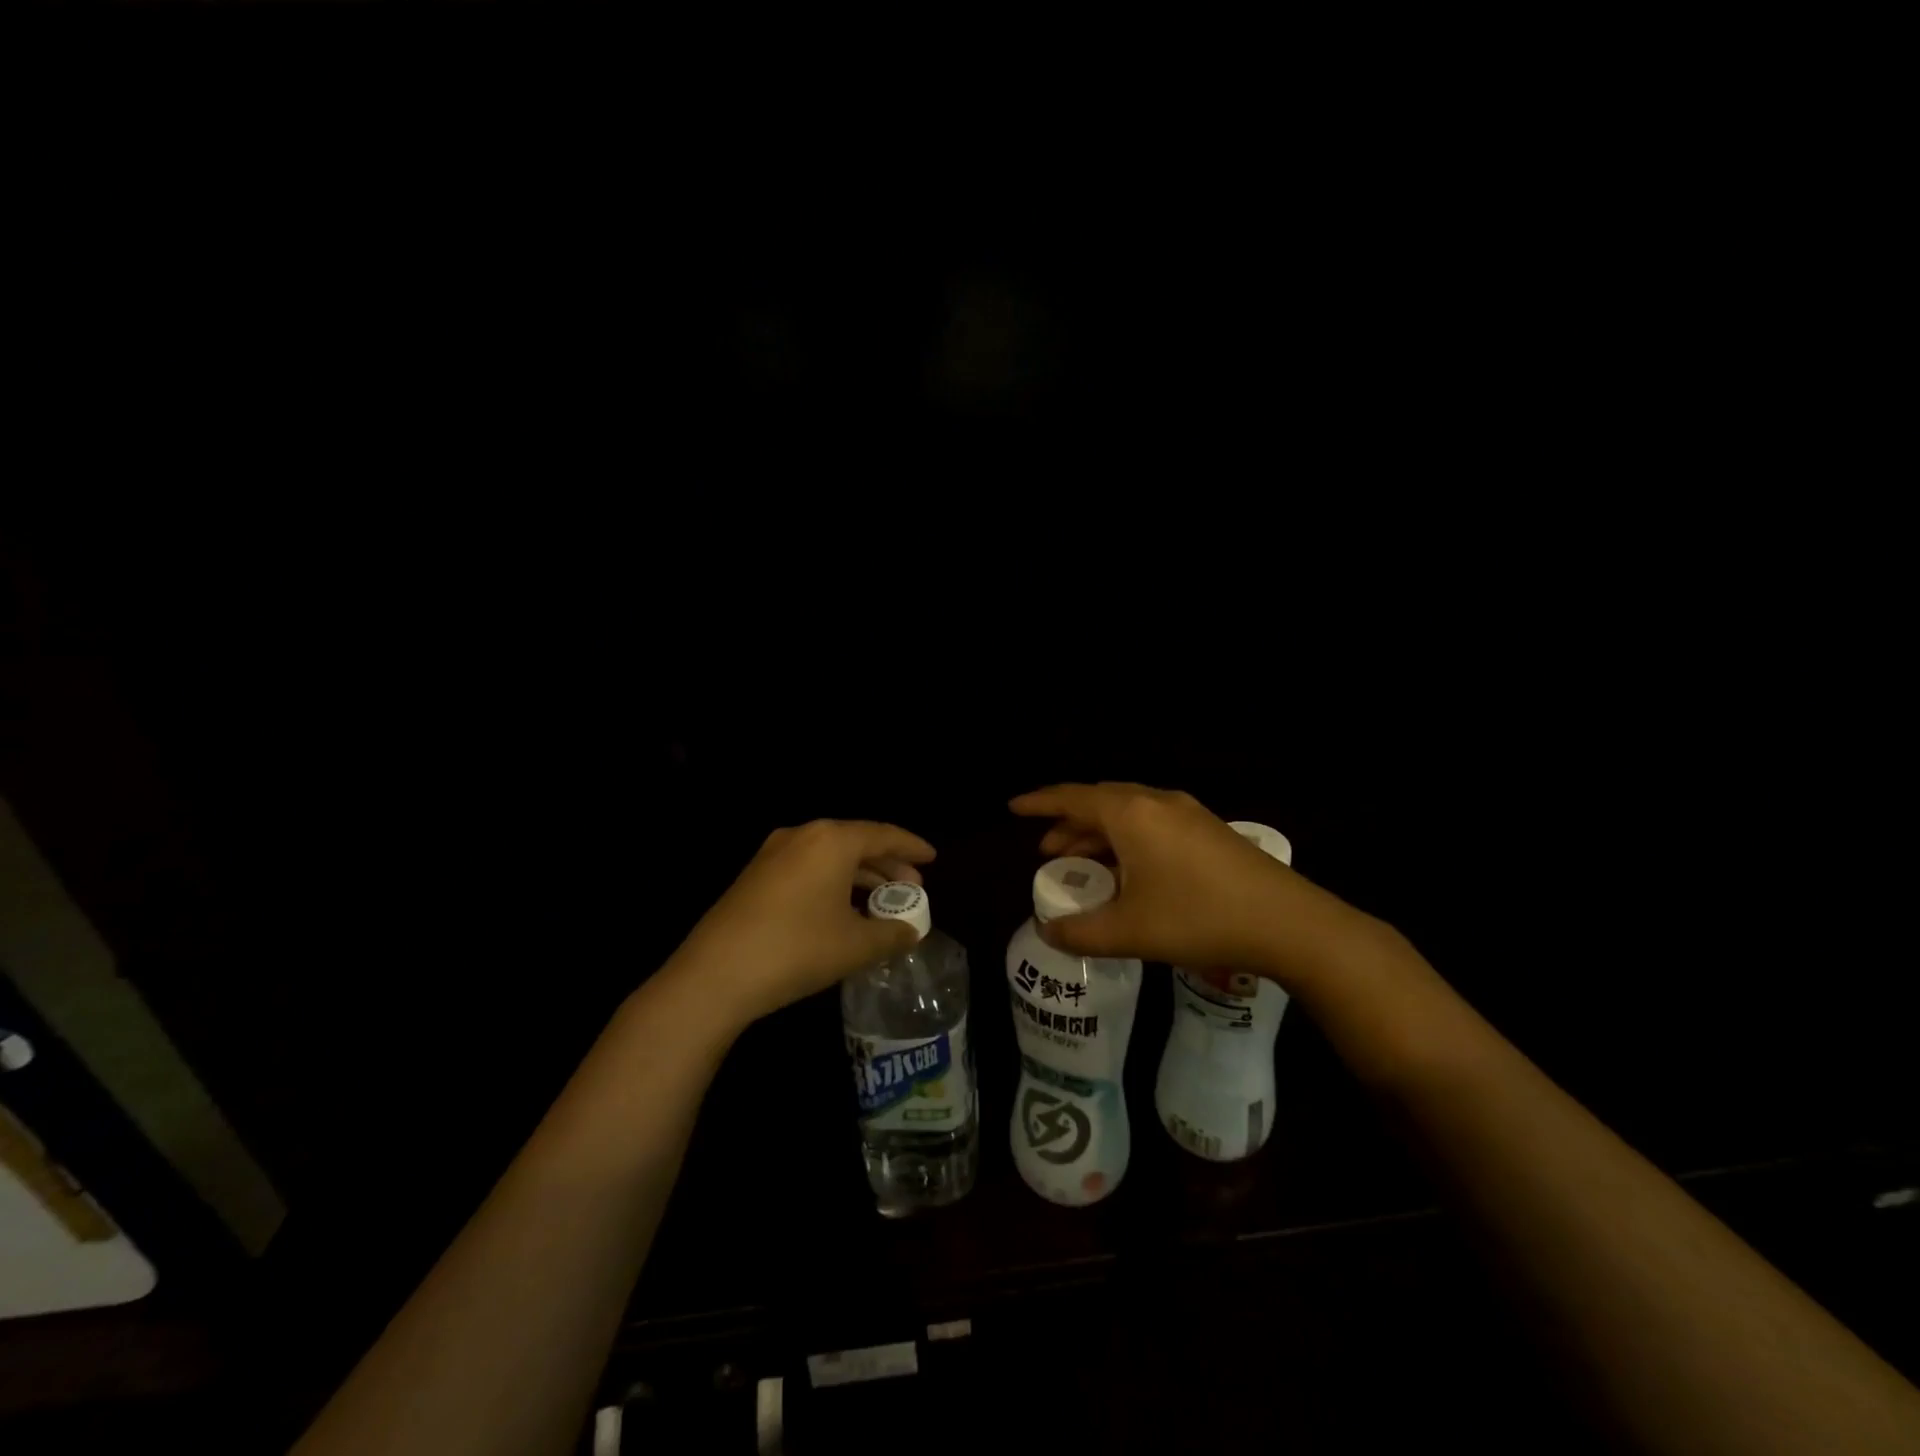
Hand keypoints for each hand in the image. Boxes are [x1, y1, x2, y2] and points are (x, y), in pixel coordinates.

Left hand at [667, 819, 936, 1029]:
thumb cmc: (797, 949)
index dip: (912, 846)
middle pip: (856, 842)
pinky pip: (807, 868)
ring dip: (859, 876)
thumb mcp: (855, 945)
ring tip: (882, 901)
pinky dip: (833, 883)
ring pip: (830, 857)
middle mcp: (802, 835)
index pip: (883, 834)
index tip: (933, 857)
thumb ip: (891, 934)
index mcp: (832, 840)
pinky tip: (842, 911)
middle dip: (887, 864)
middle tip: (912, 887)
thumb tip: (911, 931)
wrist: (715, 974)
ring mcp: (773, 854)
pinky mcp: (755, 876)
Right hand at [1010, 782, 1370, 986]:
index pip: (1071, 798)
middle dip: (1068, 824)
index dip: (1039, 803)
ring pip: (1127, 813)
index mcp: (1131, 813)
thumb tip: (1047, 931)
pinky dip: (1126, 840)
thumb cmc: (1199, 919)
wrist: (1288, 923)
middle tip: (1047, 853)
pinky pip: (1151, 823)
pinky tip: (1128, 873)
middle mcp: (1156, 801)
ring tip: (1081, 866)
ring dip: (1098, 834)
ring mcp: (1187, 813)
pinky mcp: (1208, 829)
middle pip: (1099, 802)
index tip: (1014, 808)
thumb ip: (1079, 932)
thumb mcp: (1129, 932)